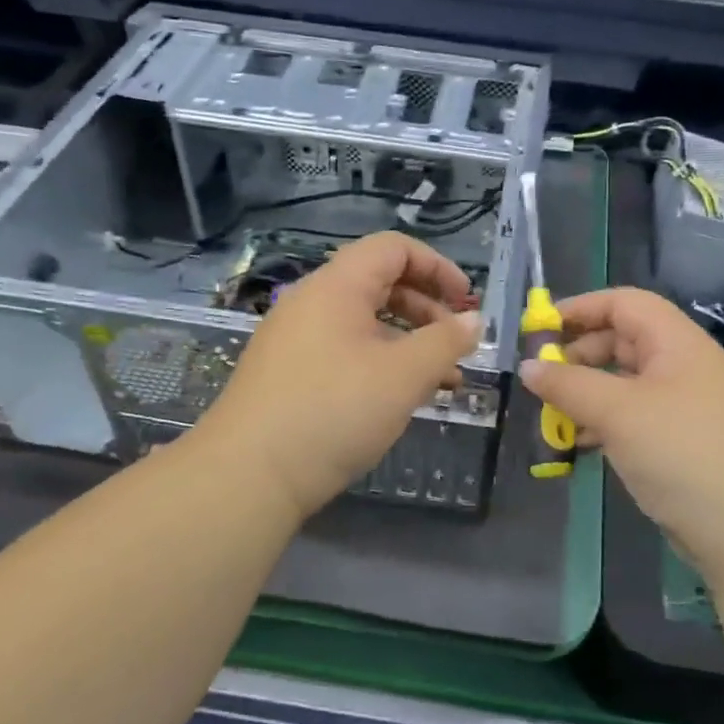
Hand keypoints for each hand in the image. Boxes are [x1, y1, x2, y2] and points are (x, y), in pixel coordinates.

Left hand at [197, 232, 479, 517]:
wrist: (249, 475)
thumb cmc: (335, 411)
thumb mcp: (403, 375)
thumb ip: (445, 342)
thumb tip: (474, 320)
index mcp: (336, 287)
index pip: (393, 248)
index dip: (438, 266)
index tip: (467, 302)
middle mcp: (311, 303)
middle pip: (379, 283)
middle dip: (427, 308)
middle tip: (457, 344)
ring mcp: (295, 340)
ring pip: (364, 323)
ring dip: (408, 342)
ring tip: (443, 380)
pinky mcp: (288, 374)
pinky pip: (344, 351)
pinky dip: (380, 363)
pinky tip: (401, 398)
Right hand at [519, 287, 723, 580]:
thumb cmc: (681, 454)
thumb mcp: (618, 413)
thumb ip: (568, 385)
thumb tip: (528, 366)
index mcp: (678, 343)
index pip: (624, 303)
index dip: (580, 307)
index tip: (539, 328)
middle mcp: (684, 366)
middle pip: (624, 340)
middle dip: (580, 353)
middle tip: (543, 377)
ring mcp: (686, 405)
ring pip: (626, 382)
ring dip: (588, 392)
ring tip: (554, 413)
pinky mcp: (682, 441)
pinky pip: (635, 416)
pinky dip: (605, 421)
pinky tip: (582, 443)